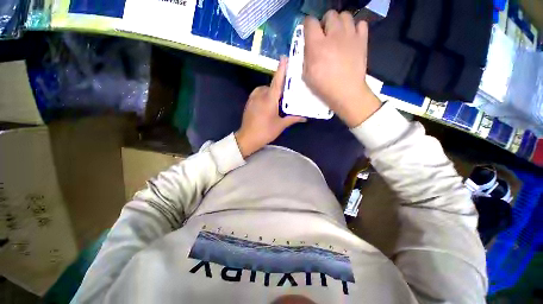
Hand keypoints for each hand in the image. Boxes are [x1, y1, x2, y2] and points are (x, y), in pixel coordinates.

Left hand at [235, 57, 305, 157]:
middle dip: (279, 87)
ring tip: (277, 101)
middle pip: (271, 85)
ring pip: (264, 89)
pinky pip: (258, 93)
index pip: (277, 81)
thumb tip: (304, 117)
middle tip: (287, 93)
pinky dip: (264, 95)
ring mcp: (253, 98)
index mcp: (269, 99)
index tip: (284, 58)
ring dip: (271, 91)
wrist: (247, 138)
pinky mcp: (249, 103)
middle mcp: (260, 95)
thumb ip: (292, 119)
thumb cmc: (265, 132)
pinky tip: (268, 104)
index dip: (281, 69)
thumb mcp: (280, 125)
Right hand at [303, 10, 380, 127]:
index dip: (308, 25)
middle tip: (325, 35)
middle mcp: (333, 35)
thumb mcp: (306, 75)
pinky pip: (361, 23)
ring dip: (340, 23)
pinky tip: (351, 38)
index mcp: (317, 45)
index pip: (310, 22)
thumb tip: (309, 46)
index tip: (309, 33)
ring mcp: (350, 36)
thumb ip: (306, 57)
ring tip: (338, 35)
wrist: (346, 92)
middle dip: (325, 22)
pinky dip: (355, 28)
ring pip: (345, 15)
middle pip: (330, 14)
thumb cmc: (323, 87)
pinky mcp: (362, 40)